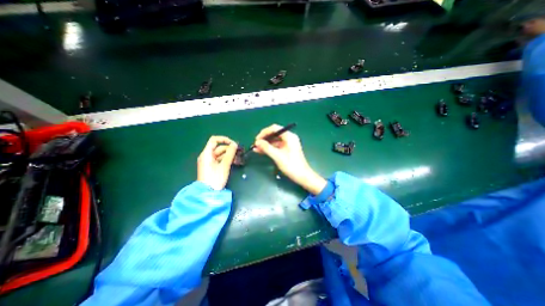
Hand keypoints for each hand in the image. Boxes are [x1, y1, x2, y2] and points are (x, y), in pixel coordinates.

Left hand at [197, 135, 237, 189]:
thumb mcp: (224, 165)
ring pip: (220, 154)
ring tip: (238, 159)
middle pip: (219, 147)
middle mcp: (207, 156)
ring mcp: (209, 162)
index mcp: (207, 154)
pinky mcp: (212, 167)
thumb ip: (230, 154)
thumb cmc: (215, 178)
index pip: (214, 140)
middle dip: (229, 149)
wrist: (208, 193)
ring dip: (229, 155)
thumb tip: (235, 144)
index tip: (234, 144)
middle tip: (239, 153)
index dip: (224, 139)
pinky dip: (226, 160)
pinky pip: (220, 159)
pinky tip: (234, 162)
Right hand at [254, 123, 325, 193]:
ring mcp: (288, 144)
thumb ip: (266, 148)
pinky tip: (261, 151)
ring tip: (256, 149)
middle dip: (264, 139)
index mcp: (289, 136)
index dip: (264, 132)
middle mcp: (289, 138)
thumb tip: (257, 142)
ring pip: (274, 141)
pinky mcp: (287, 150)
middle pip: (274, 134)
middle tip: (255, 145)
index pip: (275, 128)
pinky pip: (276, 146)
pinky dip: (269, 148)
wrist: (302, 176)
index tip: (257, 139)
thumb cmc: (291, 165)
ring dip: (265, 144)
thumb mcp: (277, 156)